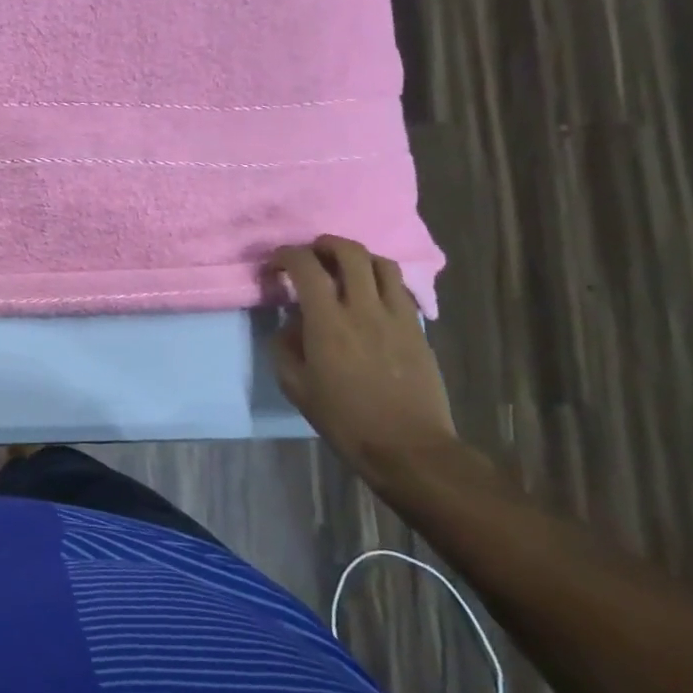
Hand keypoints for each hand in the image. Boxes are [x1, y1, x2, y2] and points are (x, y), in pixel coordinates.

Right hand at [269, 236, 458, 477]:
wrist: (408, 447)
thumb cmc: (345, 420)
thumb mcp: (296, 387)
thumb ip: (285, 348)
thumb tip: (291, 325)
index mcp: (328, 322)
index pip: (305, 266)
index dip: (285, 256)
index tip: (275, 266)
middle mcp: (364, 308)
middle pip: (349, 252)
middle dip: (324, 245)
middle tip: (311, 255)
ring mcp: (396, 316)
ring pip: (382, 263)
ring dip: (358, 258)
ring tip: (344, 269)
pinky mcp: (418, 329)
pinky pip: (400, 289)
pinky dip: (381, 281)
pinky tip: (371, 296)